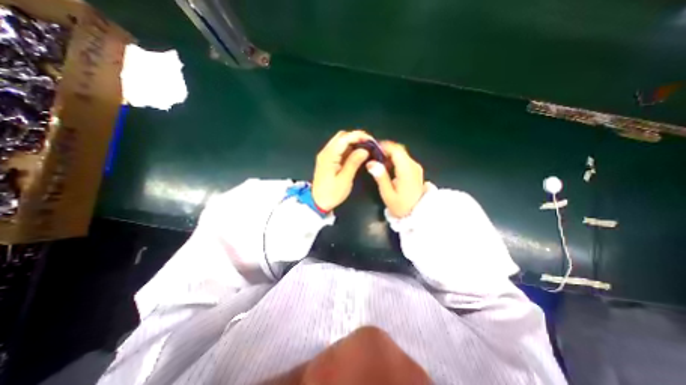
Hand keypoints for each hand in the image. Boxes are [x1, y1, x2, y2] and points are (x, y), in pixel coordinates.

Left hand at [313, 130, 372, 212]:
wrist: (318, 202)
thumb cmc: (331, 193)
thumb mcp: (345, 179)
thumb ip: (354, 162)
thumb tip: (365, 150)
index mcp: (329, 156)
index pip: (344, 138)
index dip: (359, 136)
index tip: (371, 140)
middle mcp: (326, 152)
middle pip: (342, 136)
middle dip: (356, 137)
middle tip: (369, 145)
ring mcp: (326, 155)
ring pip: (341, 141)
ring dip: (353, 142)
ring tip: (366, 149)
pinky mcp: (328, 159)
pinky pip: (339, 149)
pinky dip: (349, 148)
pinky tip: (357, 154)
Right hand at [367, 141, 426, 219]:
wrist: (416, 213)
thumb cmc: (401, 206)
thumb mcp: (387, 194)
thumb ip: (380, 177)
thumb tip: (371, 163)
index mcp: (406, 171)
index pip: (396, 150)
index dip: (384, 146)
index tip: (372, 149)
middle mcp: (413, 165)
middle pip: (399, 149)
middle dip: (385, 149)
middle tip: (373, 155)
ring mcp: (415, 167)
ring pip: (401, 153)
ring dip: (389, 154)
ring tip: (377, 160)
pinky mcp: (415, 170)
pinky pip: (404, 159)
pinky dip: (394, 158)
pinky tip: (386, 166)